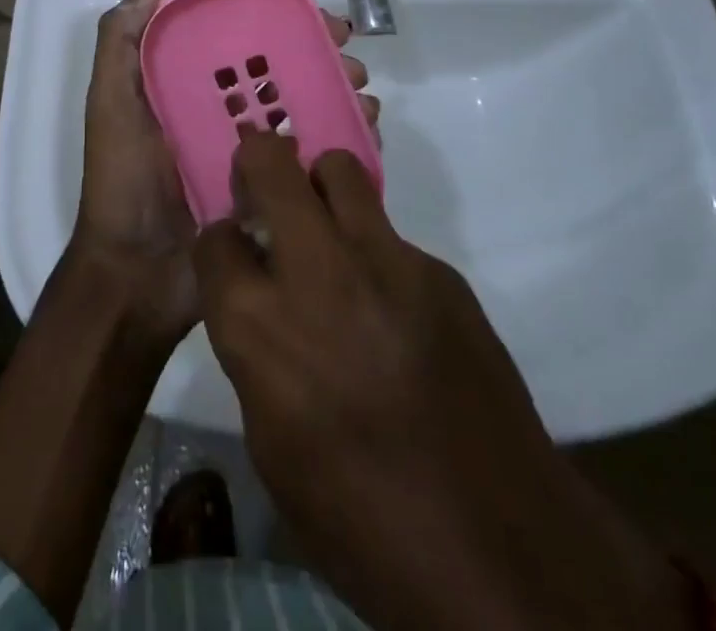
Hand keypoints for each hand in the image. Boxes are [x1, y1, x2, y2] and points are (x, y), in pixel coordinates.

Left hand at [71, 0, 374, 347]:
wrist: (140, 274)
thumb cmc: (122, 181)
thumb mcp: (109, 104)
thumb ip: (120, 41)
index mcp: (179, 68)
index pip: (212, 2)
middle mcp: (216, 91)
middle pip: (268, 41)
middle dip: (306, 25)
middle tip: (340, 31)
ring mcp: (246, 131)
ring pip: (298, 84)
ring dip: (333, 72)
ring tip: (358, 81)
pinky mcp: (270, 172)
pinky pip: (312, 136)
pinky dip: (341, 122)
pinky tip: (365, 122)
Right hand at [195, 135, 684, 630]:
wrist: (500, 554)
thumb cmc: (361, 522)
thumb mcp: (271, 444)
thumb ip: (254, 349)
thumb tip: (257, 299)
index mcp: (260, 326)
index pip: (214, 238)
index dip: (222, 245)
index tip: (235, 256)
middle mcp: (317, 273)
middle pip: (271, 162)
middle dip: (257, 162)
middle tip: (264, 191)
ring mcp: (387, 262)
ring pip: (339, 171)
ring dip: (320, 187)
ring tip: (328, 231)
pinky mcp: (441, 271)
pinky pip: (391, 235)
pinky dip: (376, 254)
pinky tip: (392, 311)